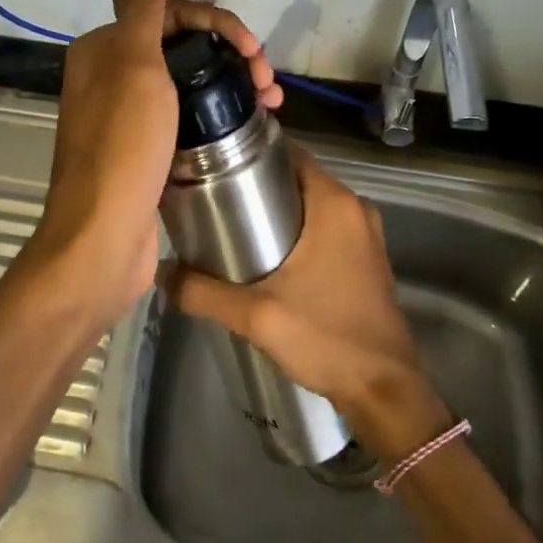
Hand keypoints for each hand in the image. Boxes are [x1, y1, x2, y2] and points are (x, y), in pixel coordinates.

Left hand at [24, 0, 277, 331]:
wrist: (102, 242)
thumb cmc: (123, 149)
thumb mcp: (135, 66)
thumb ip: (138, 1)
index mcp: (104, 49)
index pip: (169, 12)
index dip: (218, 22)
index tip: (254, 51)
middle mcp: (110, 77)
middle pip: (182, 47)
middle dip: (231, 53)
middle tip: (268, 80)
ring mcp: (127, 117)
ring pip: (188, 82)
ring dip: (230, 83)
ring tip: (271, 103)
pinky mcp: (144, 151)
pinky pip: (186, 117)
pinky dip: (217, 114)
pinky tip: (246, 123)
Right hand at [164, 146, 451, 461]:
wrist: (383, 389)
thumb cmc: (325, 337)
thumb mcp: (256, 315)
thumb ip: (202, 292)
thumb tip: (160, 273)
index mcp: (334, 203)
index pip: (289, 152)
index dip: (251, 152)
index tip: (214, 164)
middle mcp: (354, 208)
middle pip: (297, 177)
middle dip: (257, 182)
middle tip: (211, 197)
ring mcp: (364, 234)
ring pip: (311, 204)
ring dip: (276, 208)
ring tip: (230, 224)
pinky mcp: (365, 258)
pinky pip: (324, 227)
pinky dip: (297, 229)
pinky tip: (265, 254)